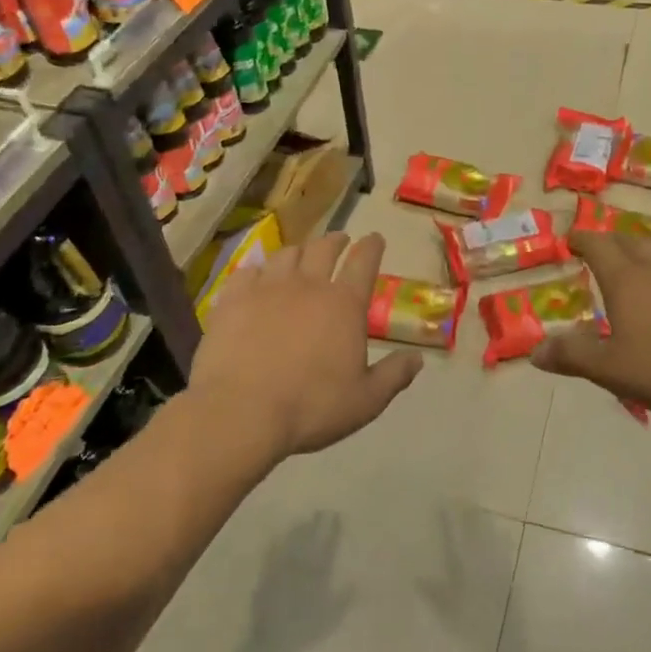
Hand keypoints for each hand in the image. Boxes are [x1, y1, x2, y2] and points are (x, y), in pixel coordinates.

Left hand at [190, 232, 422, 460]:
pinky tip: (256, 276)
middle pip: (324, 249)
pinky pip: (247, 272)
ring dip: (299, 251)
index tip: (375, 239)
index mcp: (344, 304)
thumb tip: (417, 358)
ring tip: (300, 256)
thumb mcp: (366, 400)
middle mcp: (308, 285)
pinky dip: (257, 270)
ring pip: (286, 254)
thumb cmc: (311, 407)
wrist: (242, 412)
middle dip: (336, 241)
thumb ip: (394, 375)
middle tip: (340, 241)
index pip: (364, 262)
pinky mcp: (232, 299)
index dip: (372, 247)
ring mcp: (267, 288)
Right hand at [531, 231, 650, 416]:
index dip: (582, 239)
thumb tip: (534, 351)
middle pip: (631, 241)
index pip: (598, 247)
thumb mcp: (613, 369)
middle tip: (605, 248)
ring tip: (647, 256)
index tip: (572, 237)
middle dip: (613, 242)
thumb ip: (573, 356)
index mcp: (627, 280)